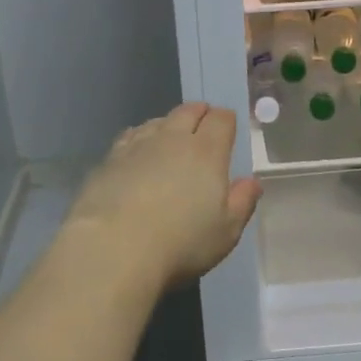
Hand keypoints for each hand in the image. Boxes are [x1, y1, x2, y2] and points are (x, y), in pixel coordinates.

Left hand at [66, 103, 261, 293]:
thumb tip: (252, 182)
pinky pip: (130, 136)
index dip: (226, 120)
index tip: (228, 126)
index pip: (221, 121)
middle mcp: (172, 140)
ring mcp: (137, 146)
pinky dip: (140, 137)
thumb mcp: (225, 232)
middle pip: (187, 112)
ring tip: (170, 134)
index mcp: (206, 153)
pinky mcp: (109, 160)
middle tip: (202, 120)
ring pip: (157, 121)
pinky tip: (137, 149)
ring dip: (168, 123)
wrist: (113, 248)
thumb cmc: (180, 243)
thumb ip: (242, 203)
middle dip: (198, 113)